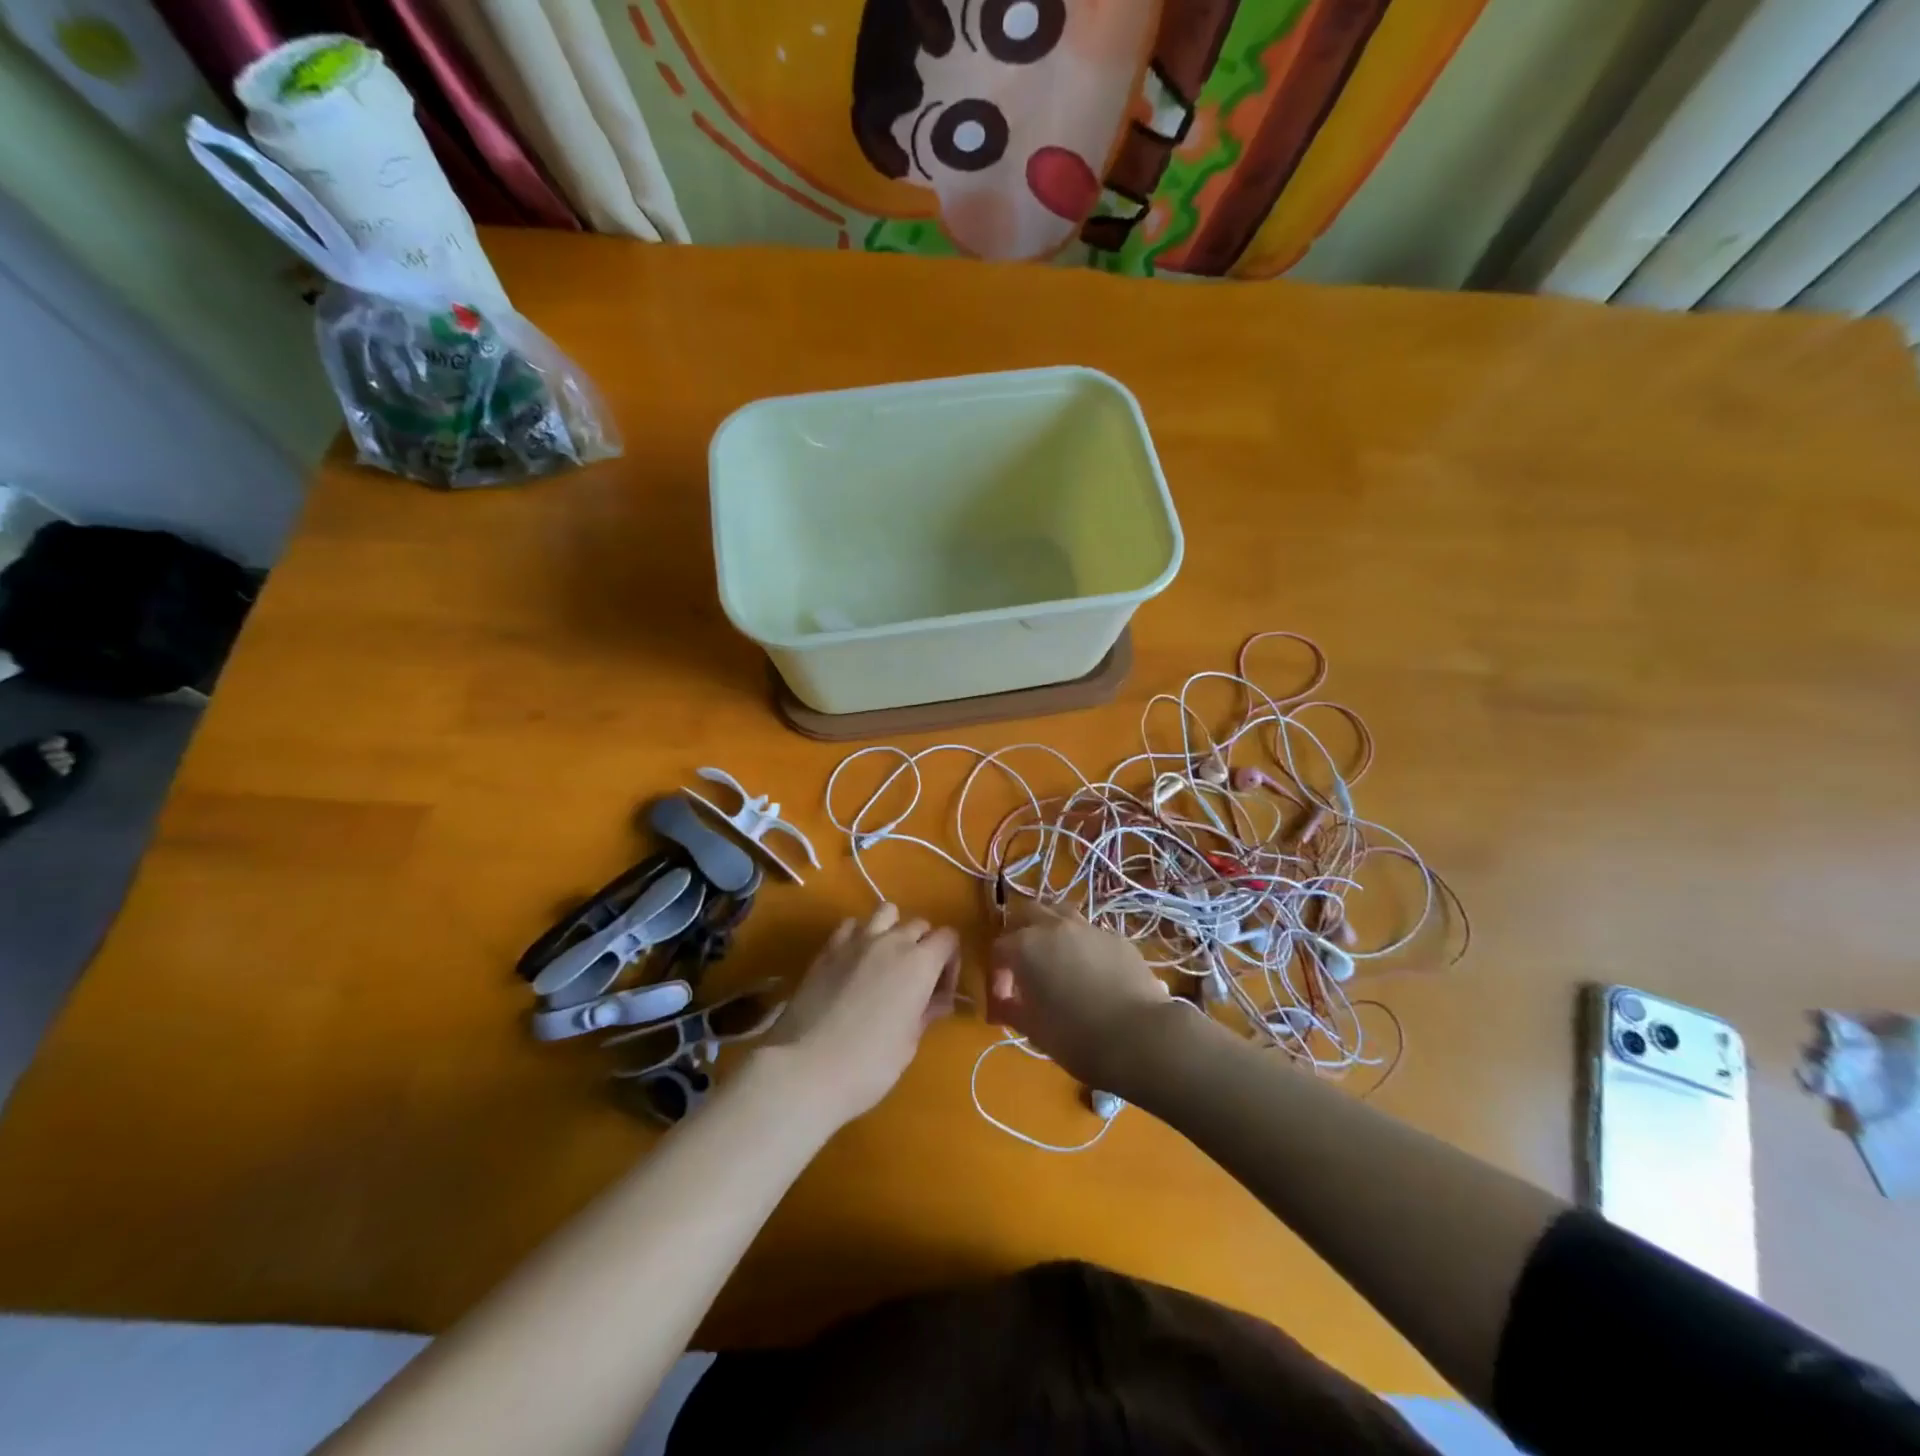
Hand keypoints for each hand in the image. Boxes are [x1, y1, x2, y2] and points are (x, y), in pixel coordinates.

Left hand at [762, 904, 959, 1125]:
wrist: (805, 1068)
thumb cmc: (869, 1065)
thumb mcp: (908, 1044)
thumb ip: (926, 1013)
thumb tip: (940, 1000)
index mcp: (920, 964)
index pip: (948, 938)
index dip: (950, 962)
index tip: (940, 991)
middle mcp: (892, 941)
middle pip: (918, 924)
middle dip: (924, 946)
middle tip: (915, 980)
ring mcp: (856, 940)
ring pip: (885, 912)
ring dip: (892, 930)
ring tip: (885, 960)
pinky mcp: (827, 948)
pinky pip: (851, 925)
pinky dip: (859, 935)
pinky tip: (854, 961)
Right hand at [987, 899, 1173, 1091]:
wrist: (1140, 1037)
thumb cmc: (1076, 1036)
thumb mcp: (1033, 1029)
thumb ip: (1011, 1009)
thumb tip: (1002, 1005)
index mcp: (1027, 946)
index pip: (1000, 949)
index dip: (997, 975)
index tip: (1003, 1003)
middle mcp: (1055, 927)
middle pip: (1027, 914)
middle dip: (1019, 935)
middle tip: (1022, 967)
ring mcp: (1089, 928)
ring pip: (1060, 914)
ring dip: (1050, 931)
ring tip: (1054, 960)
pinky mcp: (1117, 939)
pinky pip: (1089, 933)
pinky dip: (1080, 946)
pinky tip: (1089, 973)